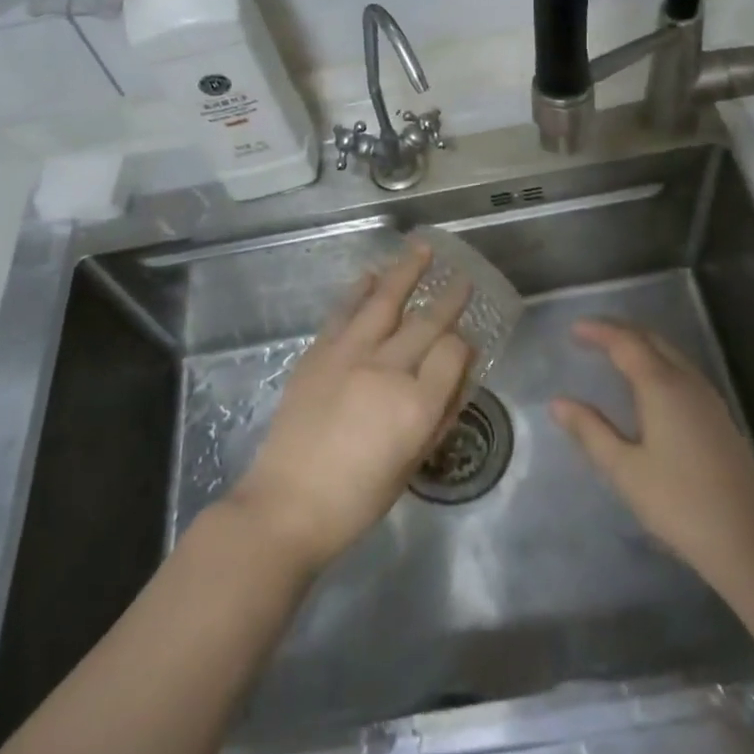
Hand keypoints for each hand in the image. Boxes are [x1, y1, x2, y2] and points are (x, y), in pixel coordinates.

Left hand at [227, 244, 471, 575]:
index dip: (465, 345)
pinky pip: (344, 311)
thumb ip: (440, 413)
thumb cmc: (357, 499)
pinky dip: (360, 290)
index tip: (467, 343)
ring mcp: (349, 355)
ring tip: (423, 249)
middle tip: (464, 278)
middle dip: (449, 298)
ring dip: (406, 272)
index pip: (453, 353)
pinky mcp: (318, 353)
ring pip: (385, 301)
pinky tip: (372, 275)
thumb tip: (460, 373)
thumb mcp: (412, 463)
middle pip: (426, 322)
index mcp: (415, 405)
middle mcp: (386, 370)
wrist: (286, 505)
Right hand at [552, 321, 753, 599]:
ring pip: (671, 354)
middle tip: (590, 333)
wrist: (750, 541)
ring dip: (641, 345)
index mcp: (662, 386)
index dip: (599, 331)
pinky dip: (658, 363)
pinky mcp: (720, 418)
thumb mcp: (624, 469)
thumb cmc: (679, 503)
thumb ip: (590, 431)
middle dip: (621, 331)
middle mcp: (688, 382)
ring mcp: (709, 399)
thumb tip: (558, 402)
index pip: (626, 343)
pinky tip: (649, 385)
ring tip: (614, 352)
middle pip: (652, 340)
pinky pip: (682, 372)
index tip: (573, 329)